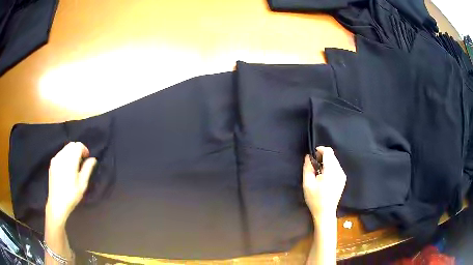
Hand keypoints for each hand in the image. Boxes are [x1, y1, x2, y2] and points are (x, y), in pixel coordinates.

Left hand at [46, 142, 96, 225]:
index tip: (87, 157)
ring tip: (75, 164)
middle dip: (78, 149)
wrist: (57, 203)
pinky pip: (60, 154)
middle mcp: (62, 157)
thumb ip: (87, 169)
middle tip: (82, 161)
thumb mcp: (82, 184)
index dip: (84, 149)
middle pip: (71, 145)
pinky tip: (67, 167)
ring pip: (65, 148)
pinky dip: (66, 156)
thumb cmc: (71, 195)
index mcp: (70, 161)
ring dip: (71, 152)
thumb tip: (93, 159)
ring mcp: (55, 159)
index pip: (78, 146)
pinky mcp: (52, 163)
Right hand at [303, 146, 345, 219]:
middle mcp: (339, 171)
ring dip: (326, 162)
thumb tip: (308, 156)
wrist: (325, 212)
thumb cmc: (315, 199)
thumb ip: (307, 168)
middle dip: (322, 156)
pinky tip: (324, 177)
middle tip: (313, 165)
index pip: (329, 152)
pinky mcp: (343, 179)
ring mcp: (342, 175)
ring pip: (335, 161)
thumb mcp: (307, 184)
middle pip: (332, 156)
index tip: (313, 154)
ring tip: (318, 172)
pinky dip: (330, 167)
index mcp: (331, 171)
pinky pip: (337, 167)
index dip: (320, 150)